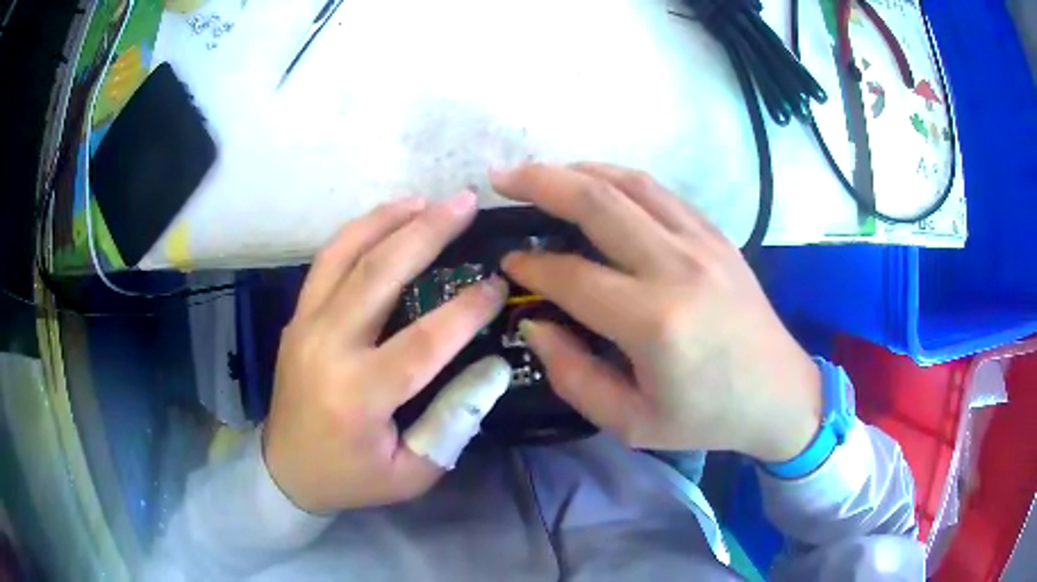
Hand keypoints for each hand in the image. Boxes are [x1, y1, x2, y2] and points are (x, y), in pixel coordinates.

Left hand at [264, 192, 507, 513]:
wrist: (285, 469)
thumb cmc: (351, 477)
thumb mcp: (413, 472)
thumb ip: (454, 422)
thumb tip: (491, 366)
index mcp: (359, 396)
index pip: (423, 341)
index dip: (466, 309)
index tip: (498, 283)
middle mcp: (327, 348)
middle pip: (379, 275)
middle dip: (428, 232)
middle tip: (465, 202)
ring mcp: (305, 325)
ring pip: (345, 255)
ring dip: (388, 220)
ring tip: (426, 200)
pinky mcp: (297, 317)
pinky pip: (326, 262)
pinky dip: (358, 233)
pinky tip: (385, 220)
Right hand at [493, 164, 820, 462]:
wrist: (780, 394)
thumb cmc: (705, 417)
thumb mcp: (629, 422)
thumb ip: (572, 375)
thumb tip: (534, 322)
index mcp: (655, 322)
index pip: (572, 275)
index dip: (530, 266)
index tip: (507, 263)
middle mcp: (677, 267)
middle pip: (597, 201)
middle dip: (540, 182)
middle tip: (501, 179)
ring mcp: (702, 242)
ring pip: (629, 183)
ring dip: (578, 170)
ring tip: (541, 174)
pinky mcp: (716, 235)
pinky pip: (659, 192)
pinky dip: (618, 180)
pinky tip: (596, 185)